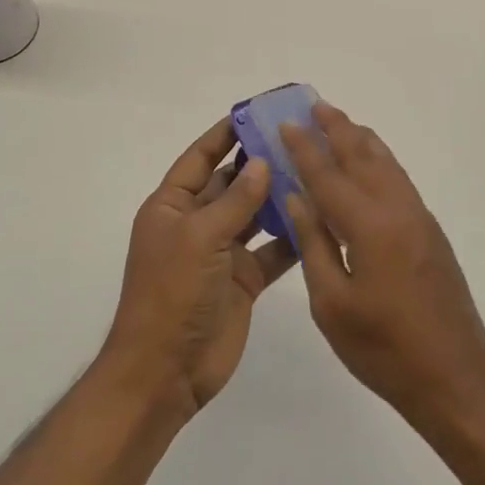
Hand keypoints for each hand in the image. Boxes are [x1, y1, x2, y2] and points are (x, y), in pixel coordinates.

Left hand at [102, 118, 296, 417]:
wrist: (165, 372)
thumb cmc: (171, 293)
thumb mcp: (199, 237)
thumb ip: (235, 200)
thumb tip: (263, 163)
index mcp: (172, 206)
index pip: (201, 158)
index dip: (225, 134)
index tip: (256, 112)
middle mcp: (196, 223)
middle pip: (231, 183)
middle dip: (260, 162)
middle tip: (299, 139)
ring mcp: (221, 252)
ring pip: (254, 214)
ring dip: (279, 196)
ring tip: (316, 171)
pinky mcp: (244, 279)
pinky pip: (271, 249)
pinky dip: (291, 236)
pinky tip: (319, 218)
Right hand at [281, 103, 484, 432]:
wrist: (456, 378)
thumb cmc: (384, 349)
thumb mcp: (333, 304)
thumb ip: (314, 244)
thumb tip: (297, 197)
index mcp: (369, 226)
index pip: (327, 176)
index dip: (304, 149)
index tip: (286, 123)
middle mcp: (397, 210)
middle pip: (362, 156)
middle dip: (335, 129)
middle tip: (314, 104)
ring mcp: (418, 218)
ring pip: (385, 163)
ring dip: (360, 139)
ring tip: (339, 121)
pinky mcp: (430, 231)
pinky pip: (399, 179)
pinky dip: (379, 159)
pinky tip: (371, 161)